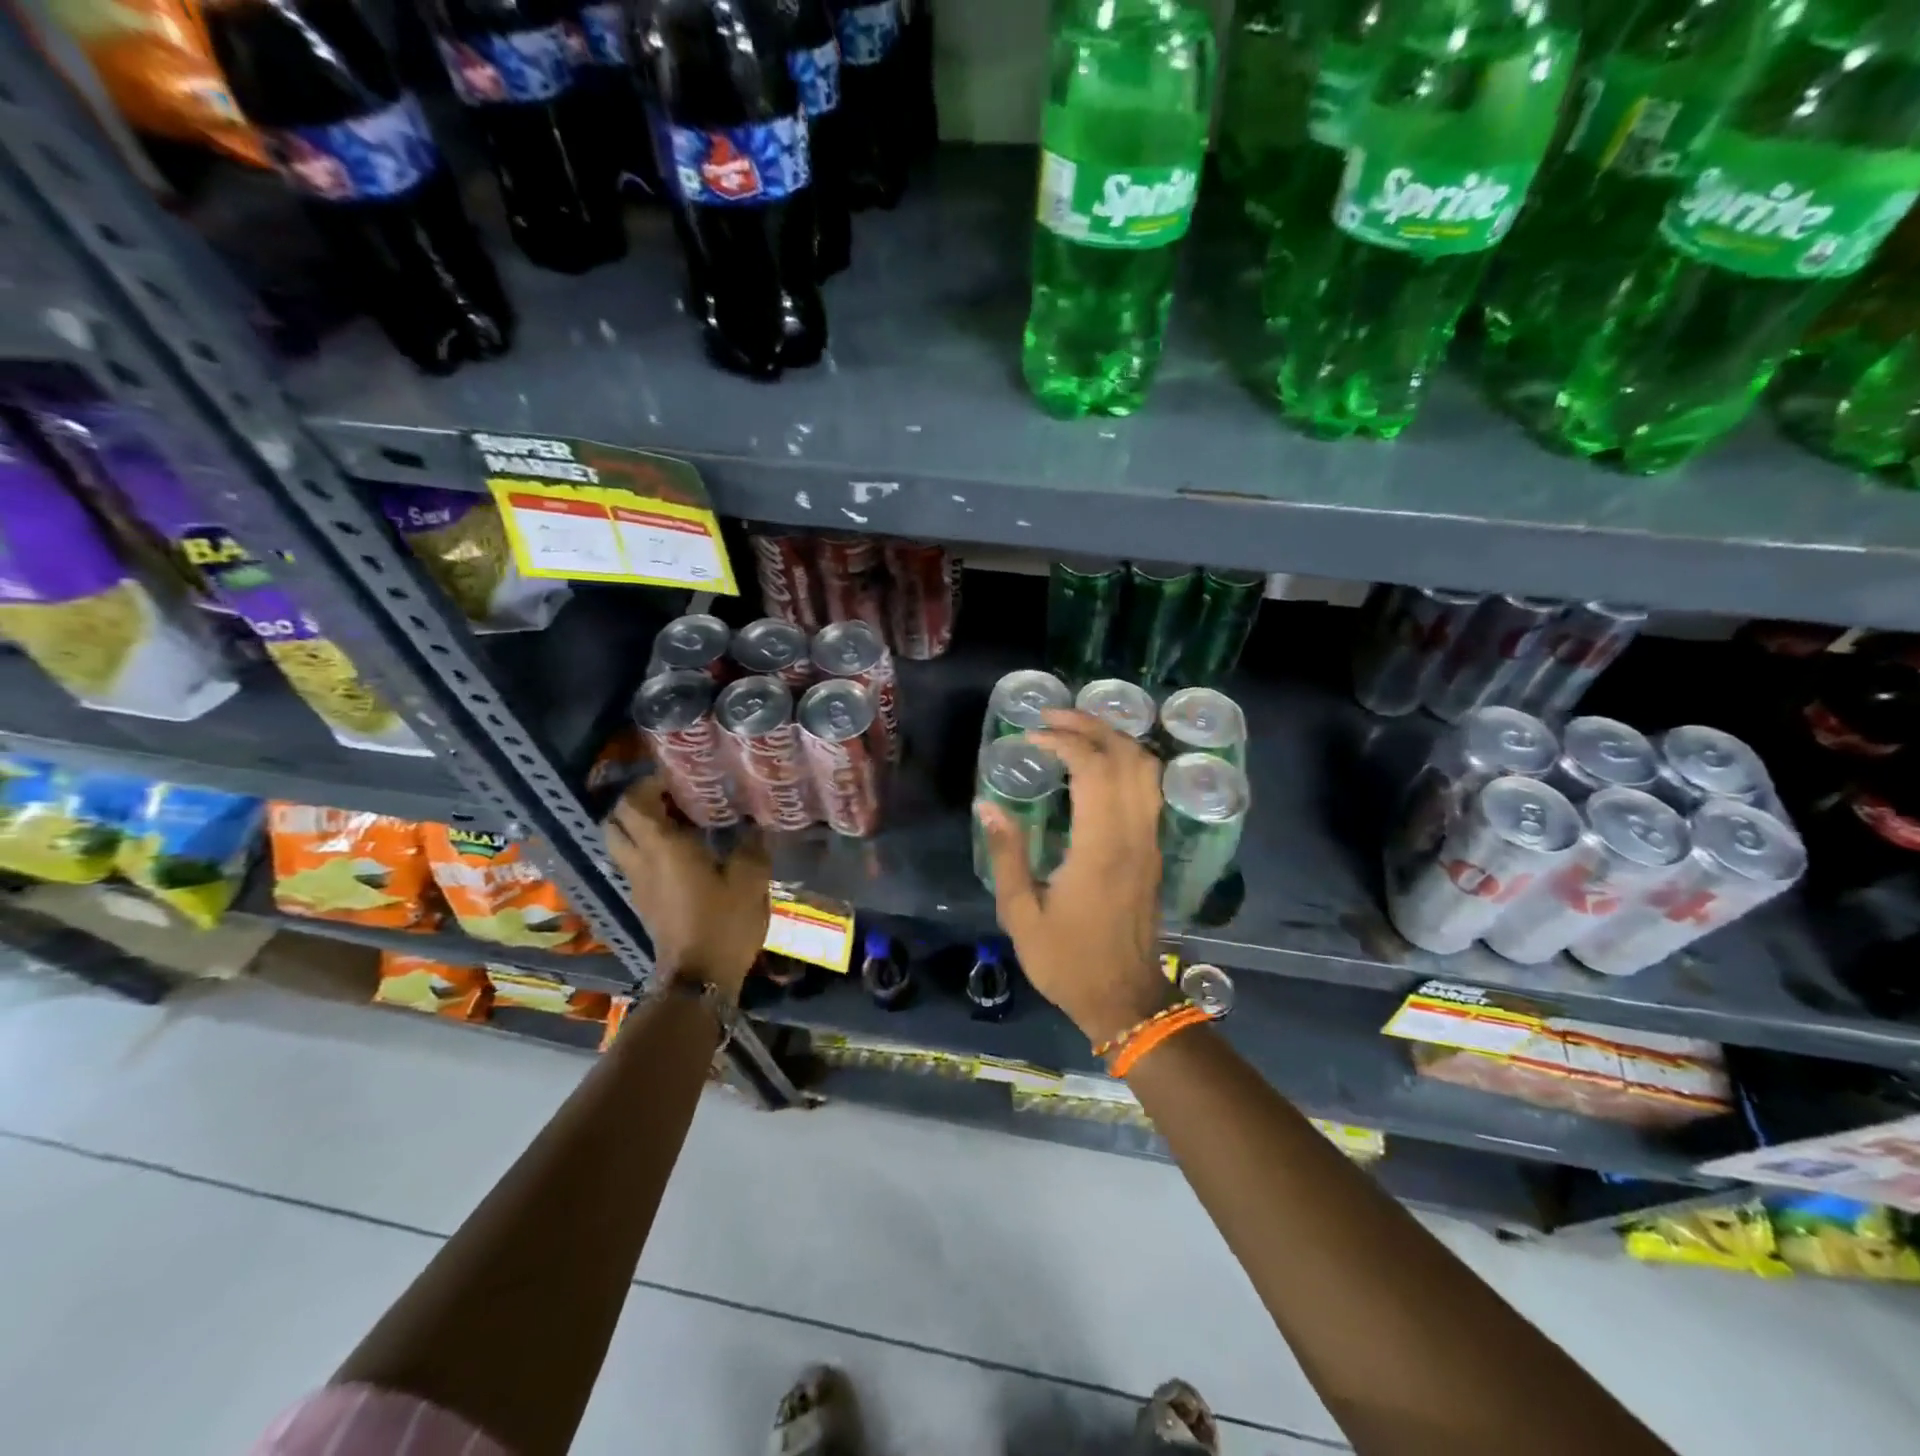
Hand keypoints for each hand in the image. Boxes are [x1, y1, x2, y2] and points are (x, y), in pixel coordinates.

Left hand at [604, 777, 768, 999]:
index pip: (633, 804)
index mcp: (662, 848)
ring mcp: (637, 884)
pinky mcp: (644, 903)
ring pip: (620, 844)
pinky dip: (647, 849)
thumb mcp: (750, 880)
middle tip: (669, 797)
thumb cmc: (723, 923)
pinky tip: (682, 853)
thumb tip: (754, 829)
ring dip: (639, 827)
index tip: (676, 777)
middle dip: (635, 803)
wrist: (699, 979)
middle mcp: (640, 861)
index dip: (647, 785)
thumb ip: (751, 847)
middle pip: (615, 822)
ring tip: (676, 822)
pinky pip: (634, 863)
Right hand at [976, 710, 1173, 1044]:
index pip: (1094, 769)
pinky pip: (1150, 790)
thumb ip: (1006, 854)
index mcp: (1100, 847)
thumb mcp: (1022, 914)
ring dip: (1115, 739)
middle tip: (1053, 715)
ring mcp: (1151, 842)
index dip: (1064, 741)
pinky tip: (1099, 764)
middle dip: (1091, 725)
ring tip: (1077, 730)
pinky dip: (1127, 762)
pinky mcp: (1155, 851)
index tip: (1031, 736)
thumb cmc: (1068, 962)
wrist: (1126, 1000)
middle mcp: (1134, 835)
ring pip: (1147, 770)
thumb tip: (987, 805)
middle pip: (1127, 757)